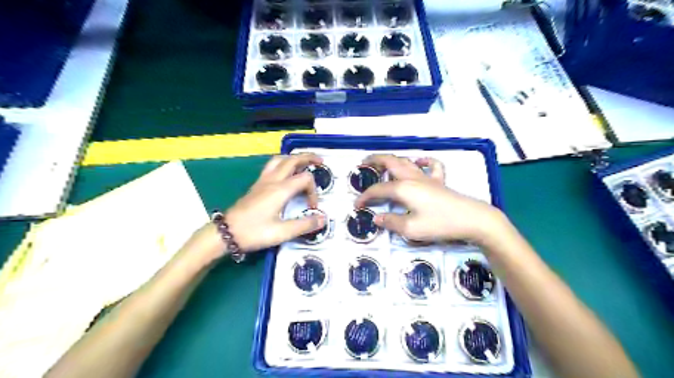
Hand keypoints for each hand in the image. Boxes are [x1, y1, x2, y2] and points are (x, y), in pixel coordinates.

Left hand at [224, 154, 327, 253]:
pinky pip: (272, 166)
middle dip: (308, 158)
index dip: (314, 191)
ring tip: (303, 163)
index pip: (305, 179)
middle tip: (320, 161)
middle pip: (292, 160)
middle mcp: (272, 181)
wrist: (225, 233)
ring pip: (280, 160)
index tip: (312, 208)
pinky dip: (283, 164)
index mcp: (280, 190)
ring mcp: (262, 181)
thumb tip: (322, 218)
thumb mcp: (282, 232)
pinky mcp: (256, 186)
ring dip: (294, 158)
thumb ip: (304, 225)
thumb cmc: (253, 232)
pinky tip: (285, 173)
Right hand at [355, 153, 507, 244]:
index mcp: (403, 189)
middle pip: (390, 162)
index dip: (365, 196)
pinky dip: (422, 161)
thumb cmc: (440, 224)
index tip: (357, 206)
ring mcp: (427, 177)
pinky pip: (431, 165)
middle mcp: (412, 178)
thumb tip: (376, 218)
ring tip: (382, 163)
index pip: (378, 189)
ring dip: (392, 159)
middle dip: (374, 161)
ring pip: (406, 161)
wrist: (472, 219)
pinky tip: (419, 162)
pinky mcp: (439, 181)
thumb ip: (391, 223)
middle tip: (363, 164)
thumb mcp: (411, 229)